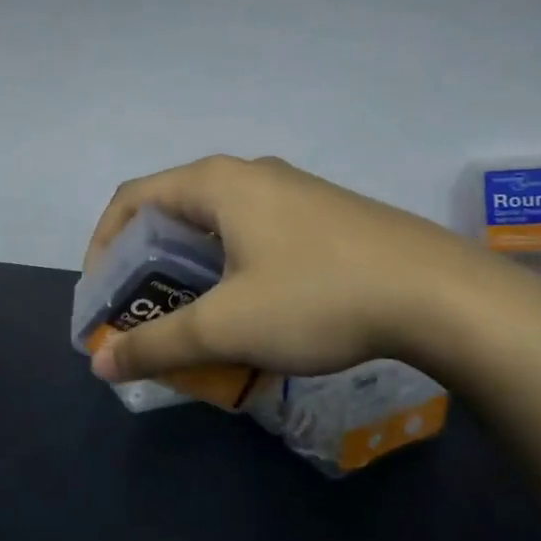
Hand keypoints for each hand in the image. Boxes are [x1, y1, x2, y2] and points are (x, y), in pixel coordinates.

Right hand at [83, 155, 517, 384]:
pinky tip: (249, 310)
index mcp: (215, 183)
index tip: (101, 297)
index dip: (102, 247)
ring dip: (189, 270)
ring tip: (190, 318)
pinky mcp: (321, 214)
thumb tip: (101, 366)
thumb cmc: (318, 297)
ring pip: (215, 225)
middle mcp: (247, 174)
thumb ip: (158, 346)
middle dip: (146, 265)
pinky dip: (229, 268)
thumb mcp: (228, 327)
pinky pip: (253, 233)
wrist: (440, 293)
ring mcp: (290, 191)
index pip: (131, 200)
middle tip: (142, 314)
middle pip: (172, 212)